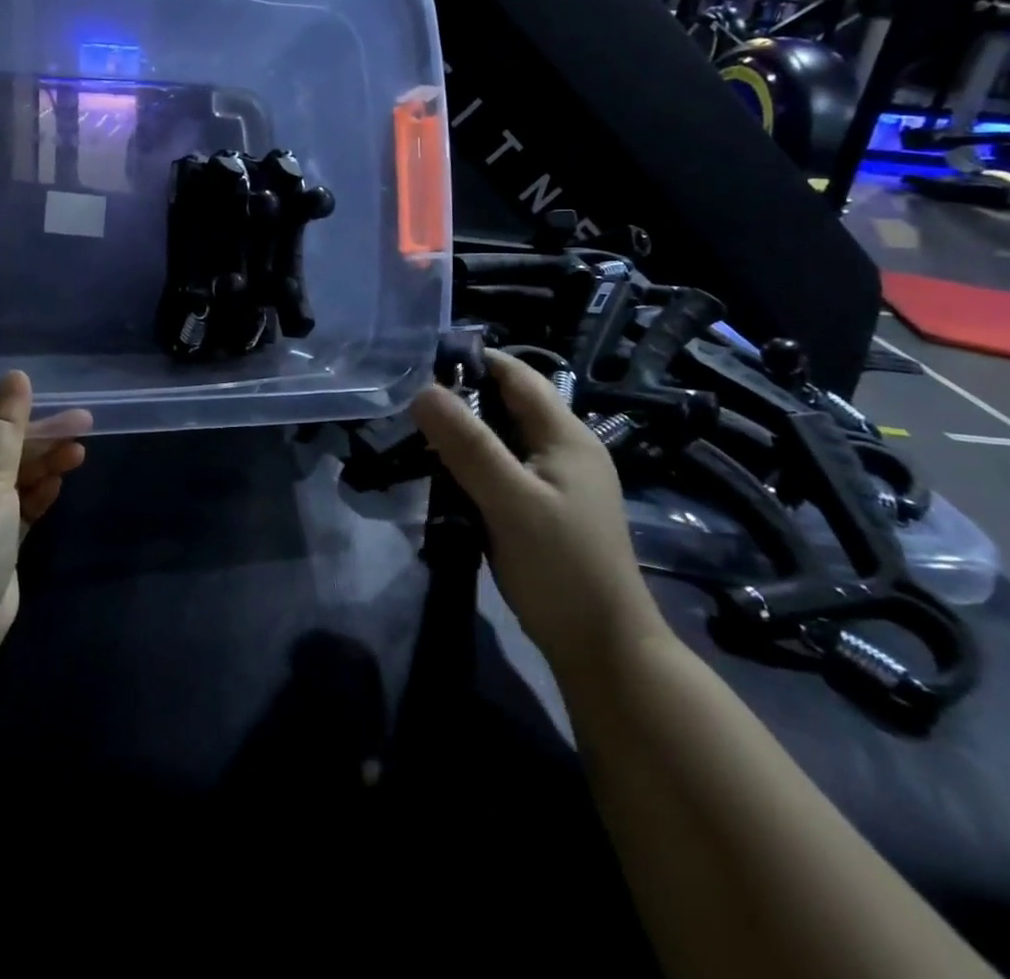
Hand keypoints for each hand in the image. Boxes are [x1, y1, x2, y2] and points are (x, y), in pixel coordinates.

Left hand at [0, 371, 91, 654]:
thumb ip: (7, 423)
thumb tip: (15, 375)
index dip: (7, 414)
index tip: (43, 411)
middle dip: (38, 438)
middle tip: (84, 427)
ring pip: (10, 478)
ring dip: (43, 464)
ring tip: (80, 453)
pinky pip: (16, 508)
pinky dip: (36, 495)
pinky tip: (59, 484)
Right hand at [411, 350, 667, 678]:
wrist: (602, 649)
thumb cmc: (561, 568)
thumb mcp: (511, 501)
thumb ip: (468, 445)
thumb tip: (422, 390)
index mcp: (566, 436)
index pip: (517, 375)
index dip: (473, 360)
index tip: (420, 362)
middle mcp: (563, 449)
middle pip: (507, 404)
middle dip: (460, 397)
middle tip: (406, 401)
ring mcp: (554, 481)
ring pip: (500, 438)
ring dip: (462, 432)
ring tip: (413, 434)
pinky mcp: (540, 508)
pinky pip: (499, 468)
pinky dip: (469, 463)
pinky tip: (440, 474)